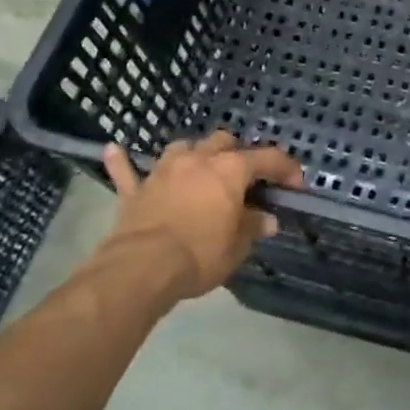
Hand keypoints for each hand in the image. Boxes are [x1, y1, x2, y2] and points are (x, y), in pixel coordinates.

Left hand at [102, 133, 302, 296]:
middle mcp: (198, 160)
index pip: (268, 158)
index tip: (295, 184)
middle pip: (224, 141)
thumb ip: (252, 227)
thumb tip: (267, 219)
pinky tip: (113, 150)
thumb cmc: (200, 254)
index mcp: (231, 170)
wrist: (142, 268)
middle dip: (237, 153)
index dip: (286, 168)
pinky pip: (126, 170)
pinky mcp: (135, 191)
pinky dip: (122, 162)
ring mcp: (163, 171)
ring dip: (194, 153)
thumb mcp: (237, 246)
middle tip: (244, 176)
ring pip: (182, 147)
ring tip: (199, 166)